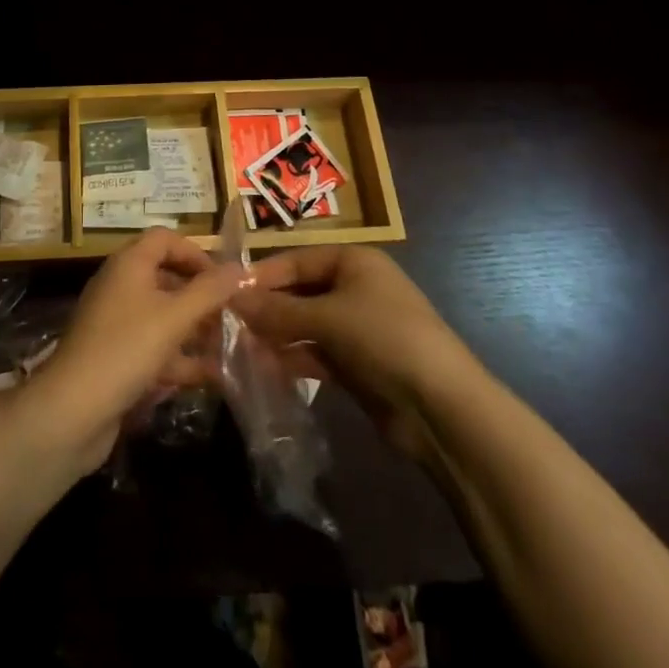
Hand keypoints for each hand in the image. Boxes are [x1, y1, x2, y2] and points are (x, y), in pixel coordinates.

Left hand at [25, 228, 246, 473]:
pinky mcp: (116, 358)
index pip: (164, 239)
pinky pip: (153, 347)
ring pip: (162, 315)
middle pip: (165, 276)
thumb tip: (240, 268)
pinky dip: (179, 358)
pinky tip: (209, 377)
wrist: (72, 411)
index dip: (195, 252)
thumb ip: (209, 291)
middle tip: (232, 313)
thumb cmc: (126, 349)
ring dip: (194, 328)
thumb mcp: (174, 317)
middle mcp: (120, 286)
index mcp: (129, 265)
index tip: (222, 279)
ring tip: (228, 345)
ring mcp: (116, 324)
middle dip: (199, 294)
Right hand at [236, 246, 472, 461]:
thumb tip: (231, 297)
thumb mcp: (327, 317)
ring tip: (240, 349)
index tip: (226, 294)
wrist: (442, 407)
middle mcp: (355, 287)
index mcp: (353, 261)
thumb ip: (277, 310)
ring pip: (306, 324)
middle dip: (268, 308)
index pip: (296, 260)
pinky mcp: (358, 363)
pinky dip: (294, 358)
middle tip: (229, 324)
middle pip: (300, 292)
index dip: (263, 276)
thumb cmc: (384, 338)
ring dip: (277, 335)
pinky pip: (317, 352)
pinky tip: (267, 369)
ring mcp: (357, 326)